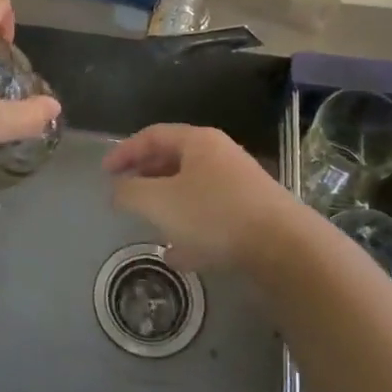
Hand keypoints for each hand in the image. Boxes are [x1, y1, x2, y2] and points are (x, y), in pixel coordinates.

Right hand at [103, 124, 303, 272]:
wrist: (285, 249)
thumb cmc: (214, 214)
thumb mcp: (159, 202)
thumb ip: (130, 193)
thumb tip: (117, 190)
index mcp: (198, 142)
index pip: (153, 135)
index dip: (125, 151)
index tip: (105, 172)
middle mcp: (220, 157)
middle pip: (174, 160)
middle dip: (146, 177)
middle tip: (125, 193)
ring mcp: (240, 187)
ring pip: (193, 190)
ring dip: (168, 205)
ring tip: (148, 224)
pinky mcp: (253, 217)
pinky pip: (211, 217)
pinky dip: (190, 230)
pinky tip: (178, 256)